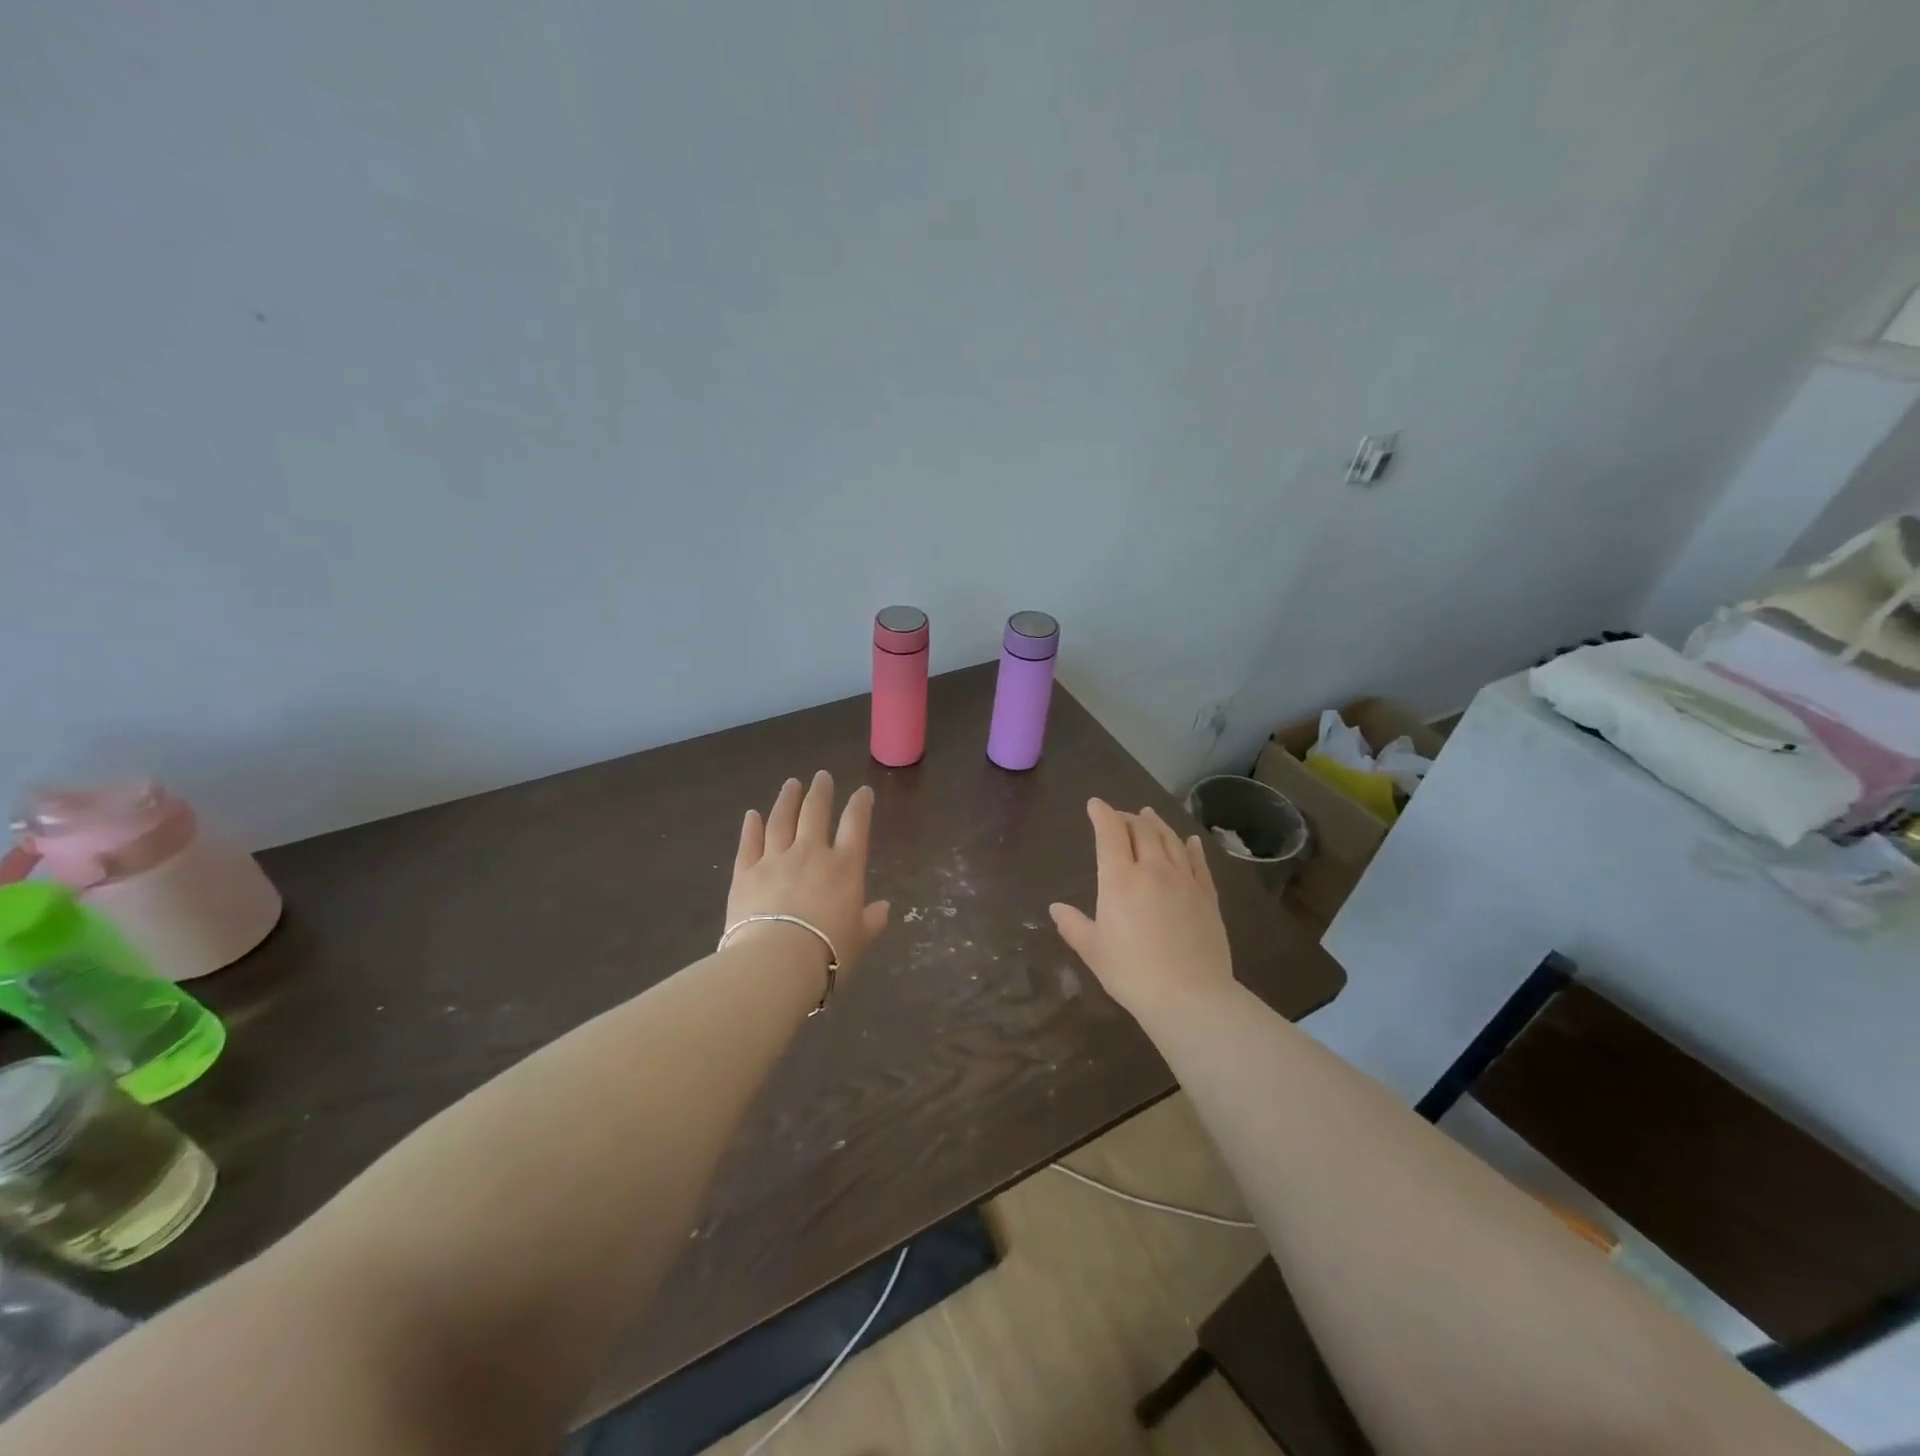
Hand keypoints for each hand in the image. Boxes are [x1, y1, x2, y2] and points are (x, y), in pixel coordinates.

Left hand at [727, 772, 890, 976]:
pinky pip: (749, 844)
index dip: (860, 805)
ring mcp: (775, 860)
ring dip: (786, 799)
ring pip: (780, 820)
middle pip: (815, 812)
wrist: (776, 961)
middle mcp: (810, 854)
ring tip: (791, 784)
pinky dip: (751, 827)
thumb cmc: (828, 952)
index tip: (863, 792)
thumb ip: (872, 920)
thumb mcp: (860, 939)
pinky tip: (752, 814)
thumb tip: (884, 908)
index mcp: (844, 867)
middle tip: (821, 777)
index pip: (855, 825)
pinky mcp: (745, 873)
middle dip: (820, 792)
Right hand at [1049, 799, 1233, 1017]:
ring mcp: (1184, 880)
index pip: (1110, 833)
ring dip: (1157, 824)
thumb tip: (1056, 907)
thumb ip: (1073, 925)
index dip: (1102, 814)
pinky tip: (1189, 841)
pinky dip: (1191, 846)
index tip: (1095, 805)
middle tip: (1120, 816)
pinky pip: (1198, 862)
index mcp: (1120, 879)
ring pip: (1170, 840)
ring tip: (1149, 815)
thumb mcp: (1093, 950)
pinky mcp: (1207, 896)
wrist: (1190, 996)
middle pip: (1142, 830)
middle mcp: (1153, 869)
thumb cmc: (1132, 973)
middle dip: (1128, 817)